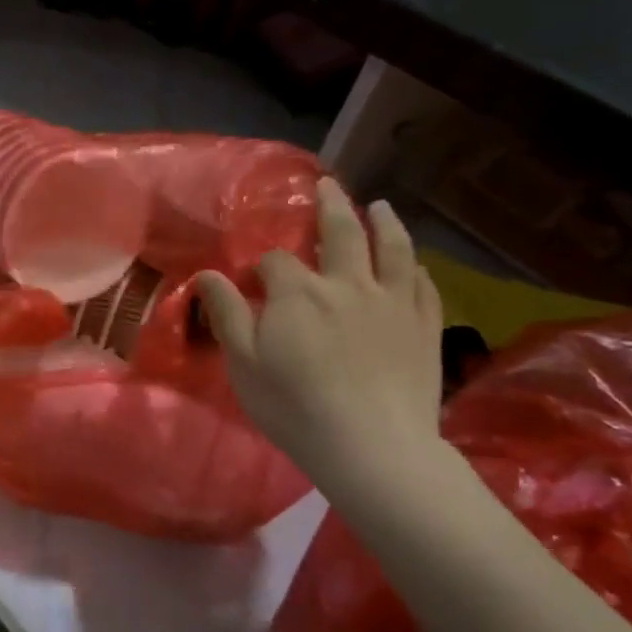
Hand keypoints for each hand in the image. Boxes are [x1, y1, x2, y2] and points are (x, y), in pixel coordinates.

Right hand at [197, 178, 444, 498]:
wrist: (372, 447)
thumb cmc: (295, 406)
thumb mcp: (243, 363)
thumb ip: (226, 313)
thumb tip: (207, 274)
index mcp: (299, 292)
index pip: (276, 261)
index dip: (263, 266)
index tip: (255, 281)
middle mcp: (348, 283)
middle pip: (341, 233)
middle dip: (331, 206)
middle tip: (328, 184)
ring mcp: (393, 302)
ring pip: (392, 249)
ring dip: (384, 222)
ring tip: (379, 206)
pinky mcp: (424, 326)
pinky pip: (422, 284)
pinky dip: (414, 267)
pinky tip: (413, 263)